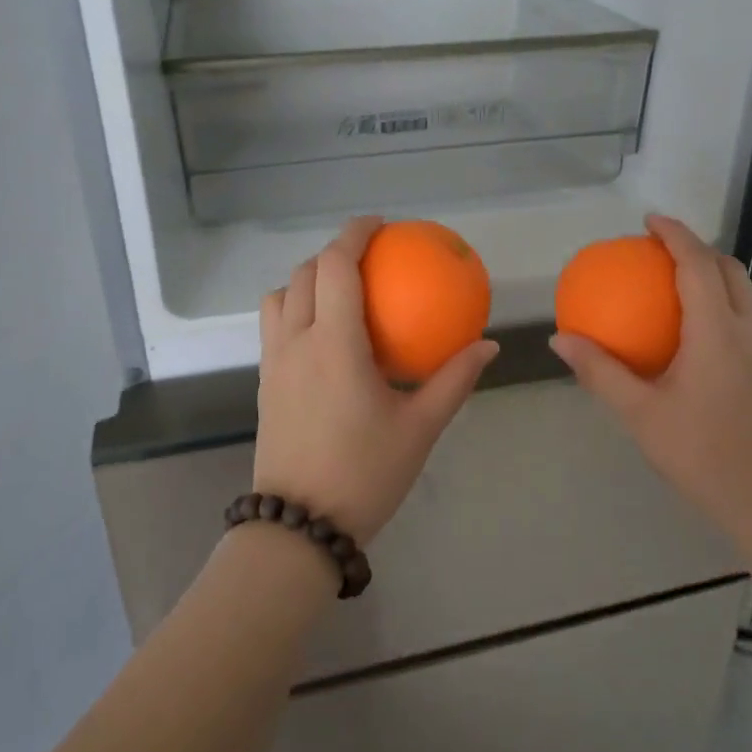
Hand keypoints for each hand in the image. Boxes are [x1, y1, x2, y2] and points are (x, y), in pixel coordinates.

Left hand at [256, 217, 498, 543]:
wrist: (298, 527)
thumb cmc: (364, 474)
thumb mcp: (420, 428)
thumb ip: (453, 380)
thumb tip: (487, 345)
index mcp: (334, 344)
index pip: (335, 267)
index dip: (353, 234)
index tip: (379, 225)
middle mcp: (295, 342)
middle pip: (304, 273)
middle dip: (333, 253)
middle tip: (368, 257)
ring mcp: (273, 363)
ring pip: (279, 297)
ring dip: (307, 279)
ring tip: (341, 290)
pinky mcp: (264, 383)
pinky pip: (274, 325)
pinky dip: (295, 307)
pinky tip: (325, 334)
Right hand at [551, 214, 751, 542]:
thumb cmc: (700, 453)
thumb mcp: (639, 413)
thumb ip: (600, 372)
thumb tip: (561, 339)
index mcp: (716, 332)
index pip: (698, 265)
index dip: (675, 234)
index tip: (648, 220)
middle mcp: (746, 331)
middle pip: (729, 269)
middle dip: (696, 247)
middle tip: (658, 249)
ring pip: (741, 291)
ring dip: (710, 272)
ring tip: (672, 279)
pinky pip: (741, 316)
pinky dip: (717, 300)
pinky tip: (689, 330)